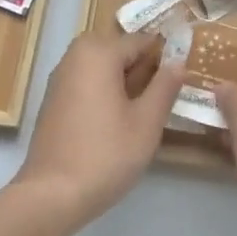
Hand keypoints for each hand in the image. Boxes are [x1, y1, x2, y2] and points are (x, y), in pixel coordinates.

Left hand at [15, 30, 184, 230]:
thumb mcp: (146, 122)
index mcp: (98, 52)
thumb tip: (178, 62)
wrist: (52, 194)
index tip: (184, 76)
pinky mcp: (54, 100)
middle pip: (119, 51)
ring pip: (102, 68)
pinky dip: (106, 92)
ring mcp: (60, 78)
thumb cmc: (106, 154)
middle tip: (166, 97)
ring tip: (146, 111)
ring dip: (125, 82)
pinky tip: (119, 121)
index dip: (165, 56)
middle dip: (143, 68)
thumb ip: (164, 87)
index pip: (141, 41)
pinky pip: (87, 83)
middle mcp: (74, 56)